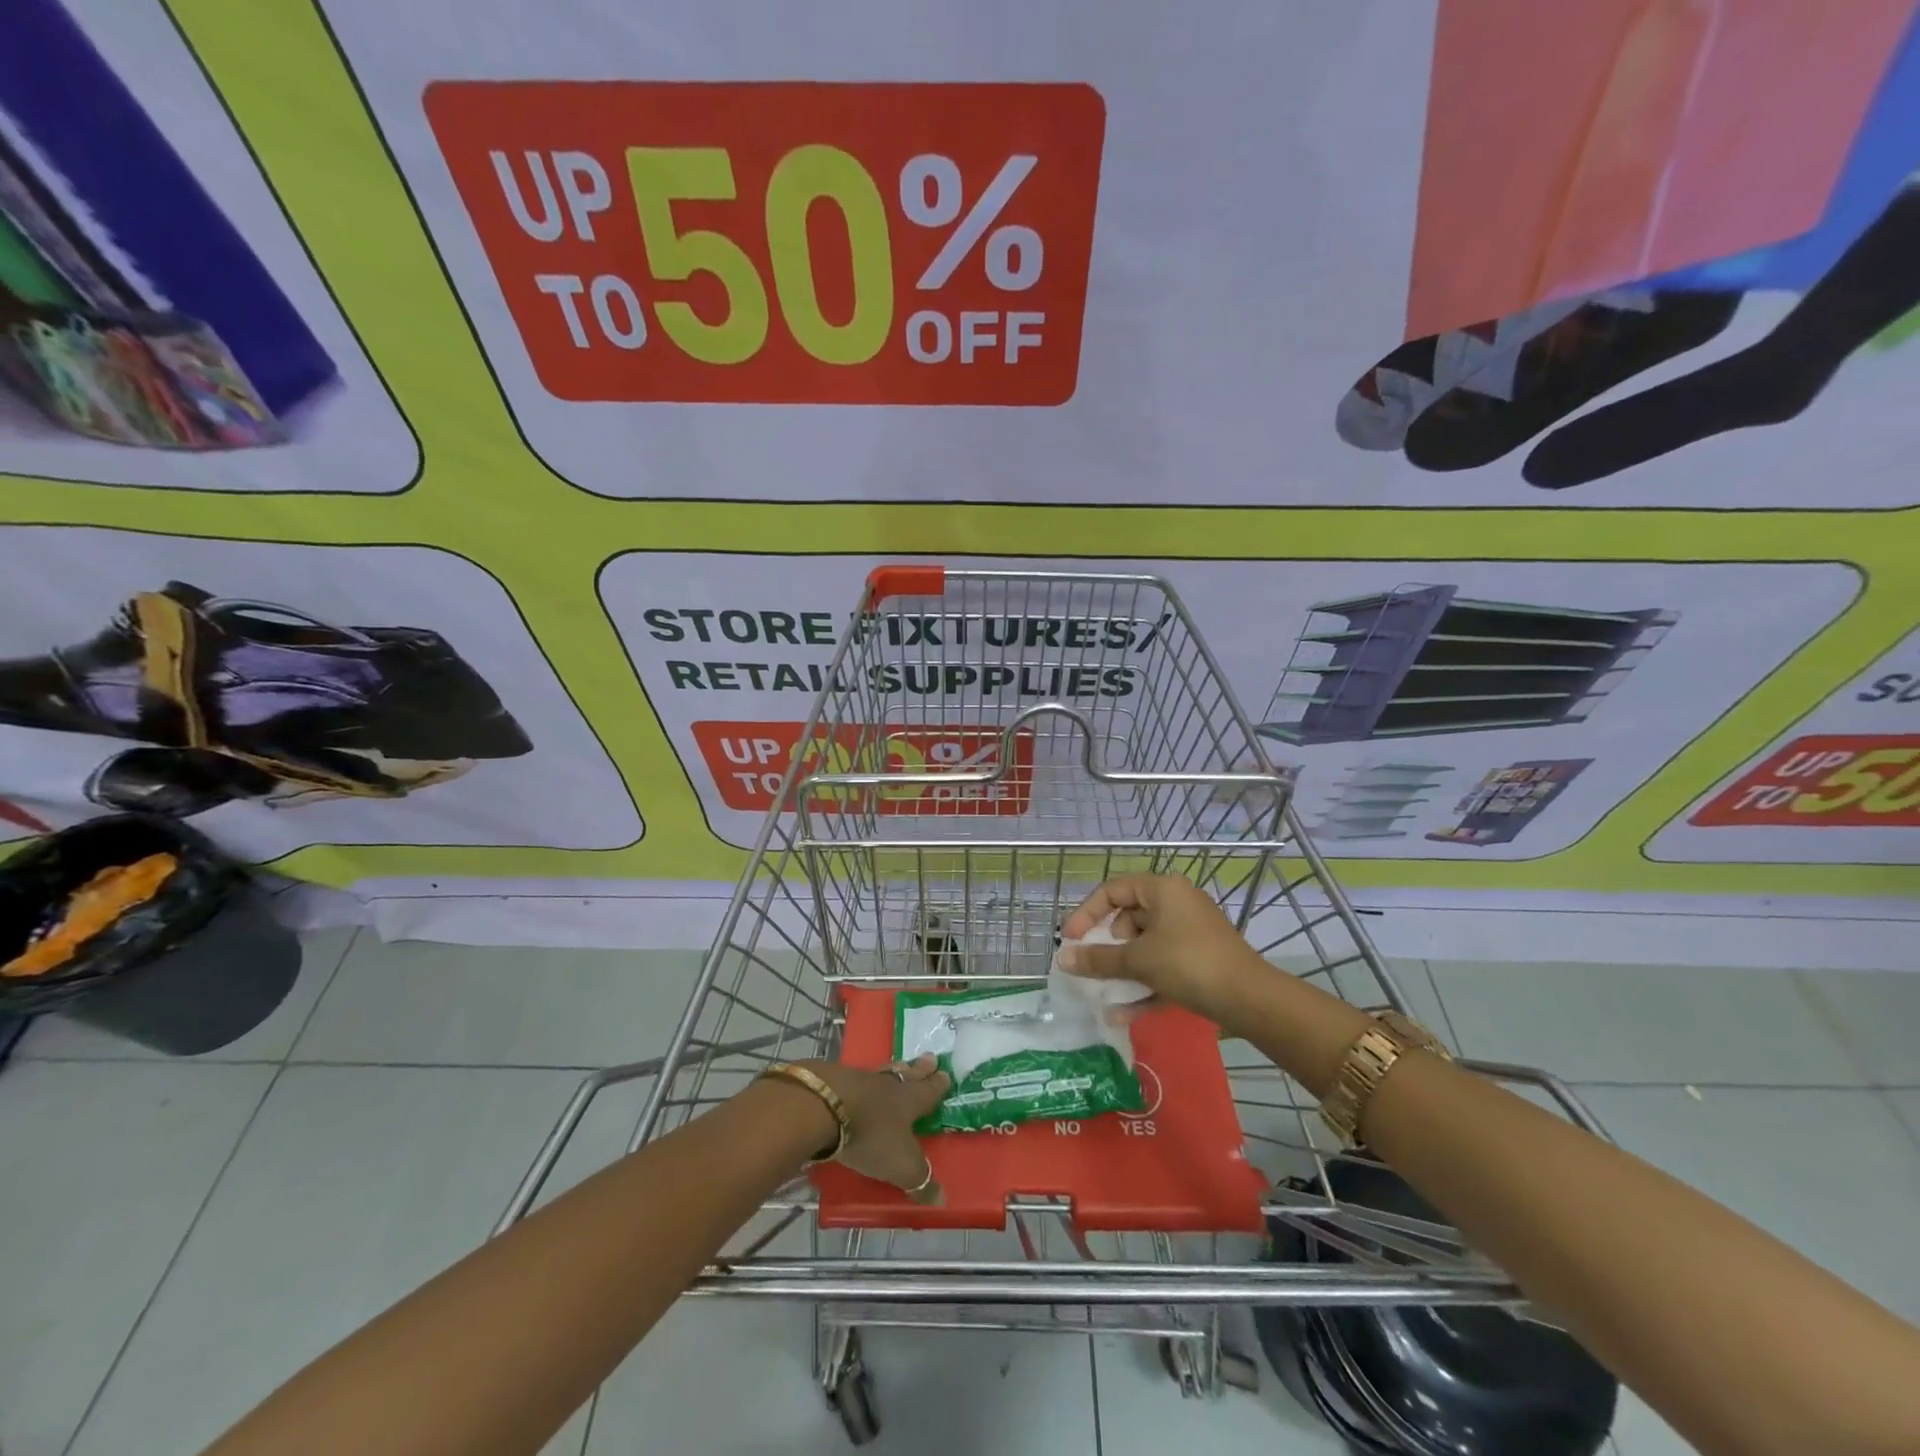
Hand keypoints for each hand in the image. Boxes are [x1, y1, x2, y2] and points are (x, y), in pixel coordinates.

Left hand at [806, 1055, 949, 1203]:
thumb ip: (920, 1181)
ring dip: (895, 1070)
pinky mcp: (837, 1081)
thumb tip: (942, 1200)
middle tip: (930, 1059)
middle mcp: (888, 1085)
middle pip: (908, 1074)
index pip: (929, 1092)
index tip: (946, 1074)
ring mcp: (861, 1079)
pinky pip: (858, 1078)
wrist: (825, 1106)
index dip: (938, 1085)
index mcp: (909, 1100)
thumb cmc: (871, 1135)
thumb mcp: (901, 1165)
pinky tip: (861, 1082)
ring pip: (884, 1072)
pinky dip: (864, 1081)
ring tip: (900, 1066)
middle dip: (920, 1069)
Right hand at [1058, 874, 1269, 1022]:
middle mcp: (1177, 902)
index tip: (1070, 940)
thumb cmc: (1189, 964)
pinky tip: (1124, 1014)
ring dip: (1123, 970)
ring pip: (1145, 945)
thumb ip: (1098, 959)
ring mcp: (1190, 931)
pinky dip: (1144, 983)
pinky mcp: (1200, 957)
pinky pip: (1162, 964)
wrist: (1249, 999)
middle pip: (1128, 917)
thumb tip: (1063, 958)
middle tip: (1092, 966)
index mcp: (1163, 889)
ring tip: (1104, 995)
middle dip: (1107, 946)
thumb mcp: (1138, 960)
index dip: (1087, 913)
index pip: (1113, 890)